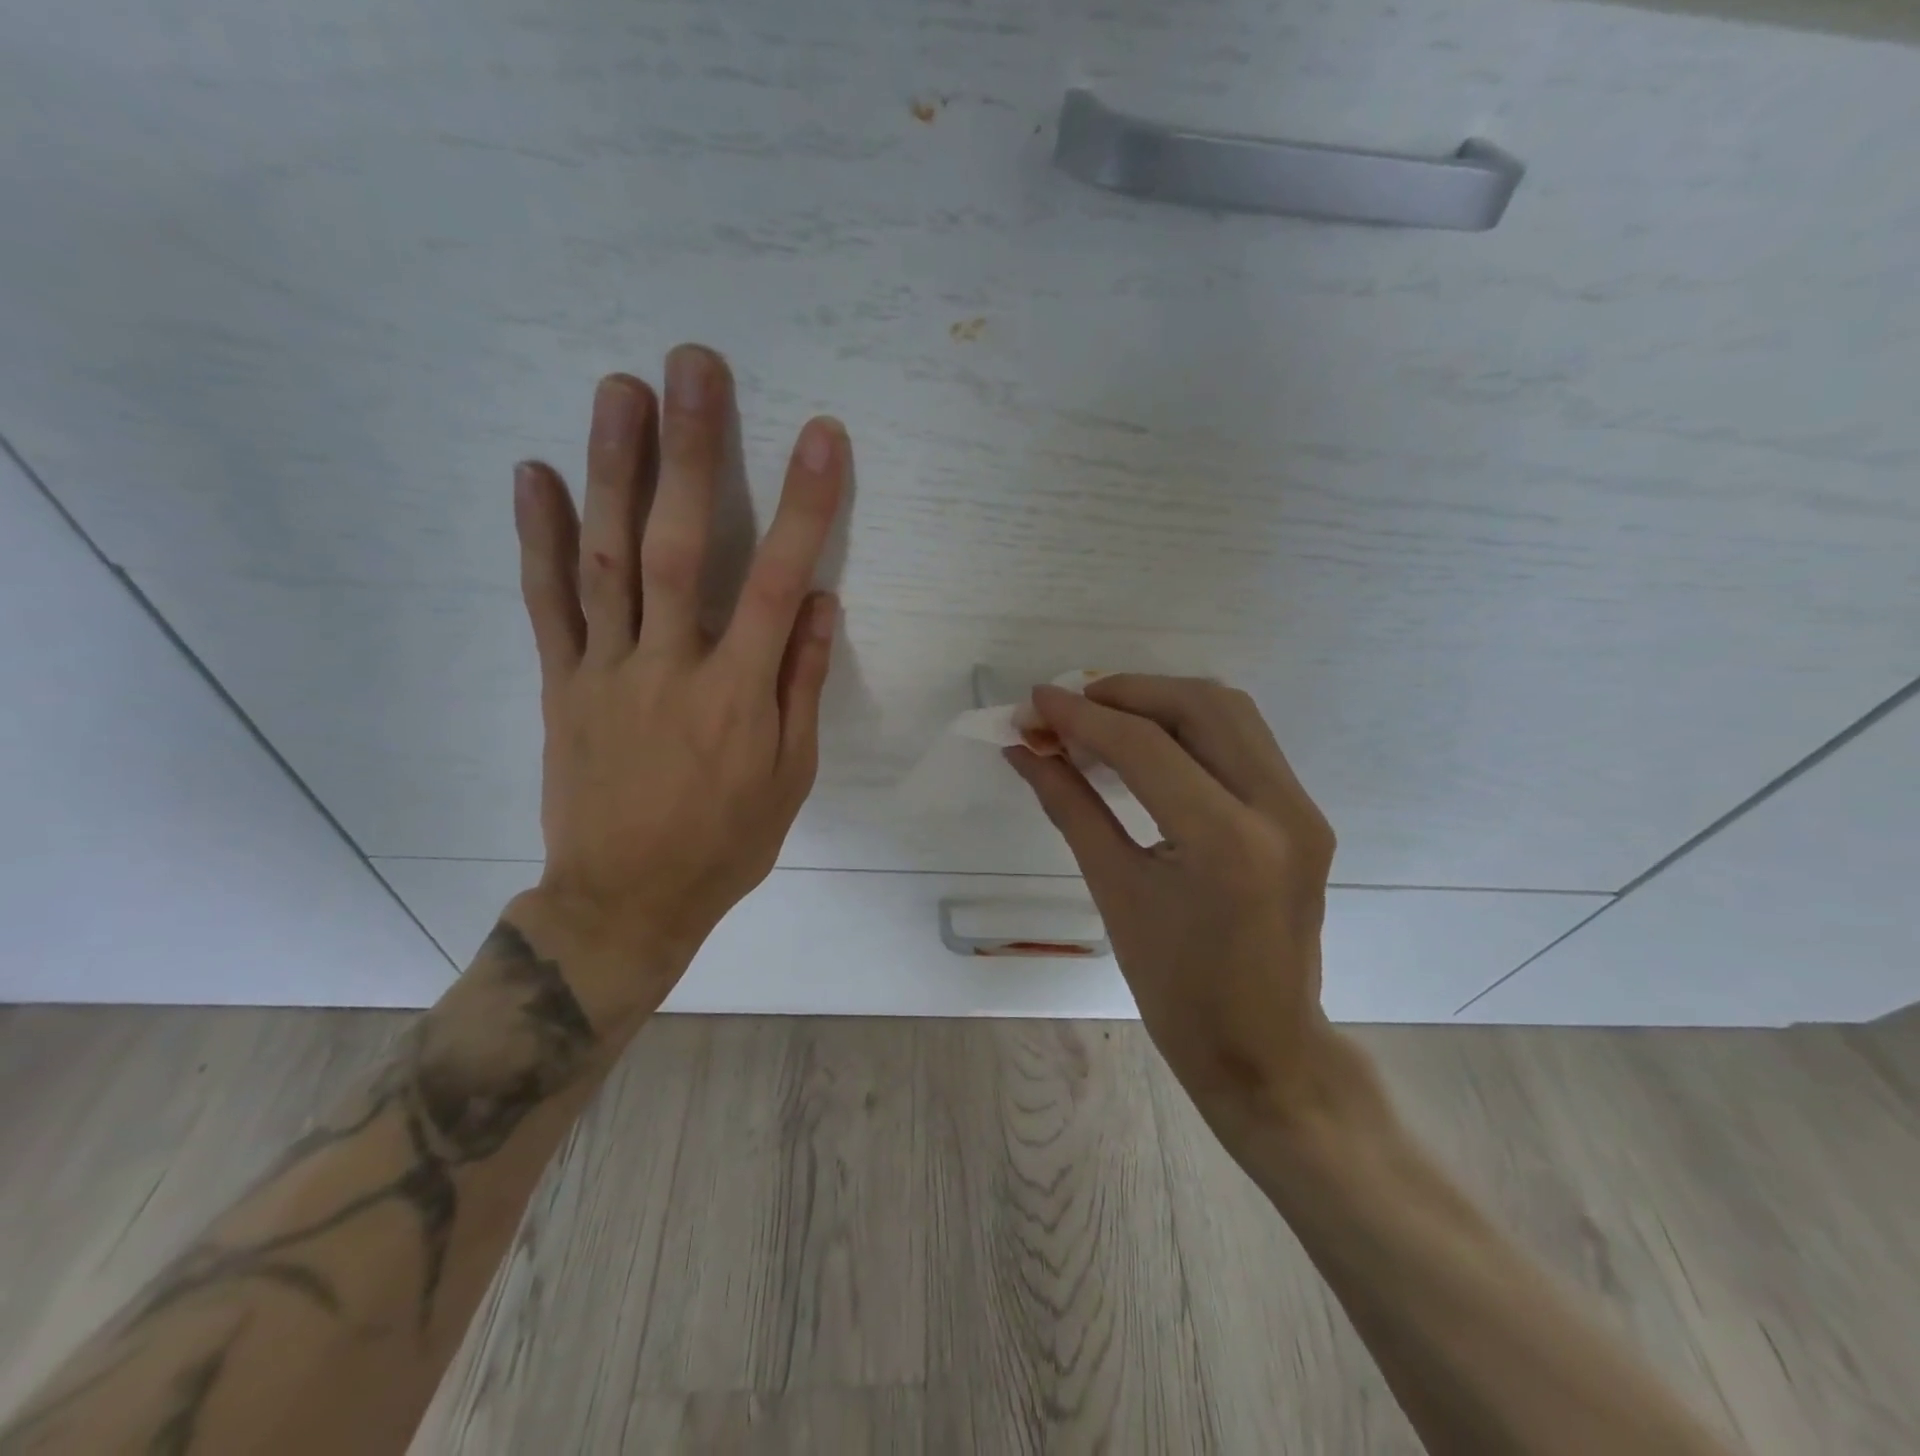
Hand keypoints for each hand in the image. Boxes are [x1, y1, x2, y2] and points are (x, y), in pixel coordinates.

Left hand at [507, 347, 845, 1018]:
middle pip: (677, 545)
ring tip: (619, 389)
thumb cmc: (725, 841)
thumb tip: (819, 603)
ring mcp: (606, 670)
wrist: (626, 899)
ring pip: (606, 558)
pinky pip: (547, 604)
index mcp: (738, 693)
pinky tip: (533, 474)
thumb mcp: (790, 777)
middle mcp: (670, 666)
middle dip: (691, 451)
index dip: (803, 506)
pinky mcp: (563, 684)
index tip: (821, 437)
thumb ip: (802, 686)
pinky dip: (538, 538)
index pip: (775, 581)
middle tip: (693, 366)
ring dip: (613, 469)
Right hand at [1008, 676, 1369, 1139]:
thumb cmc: (1176, 990)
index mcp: (1225, 841)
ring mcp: (1301, 808)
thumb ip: (1070, 807)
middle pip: (1199, 705)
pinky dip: (1190, 725)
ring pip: (1230, 712)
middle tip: (1068, 705)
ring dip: (1160, 700)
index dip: (1082, 716)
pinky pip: (1244, 741)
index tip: (1034, 702)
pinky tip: (1146, 742)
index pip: (1145, 747)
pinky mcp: (1304, 814)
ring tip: (1101, 716)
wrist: (1263, 1049)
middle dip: (1126, 693)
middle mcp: (1278, 808)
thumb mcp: (1114, 892)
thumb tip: (1025, 751)